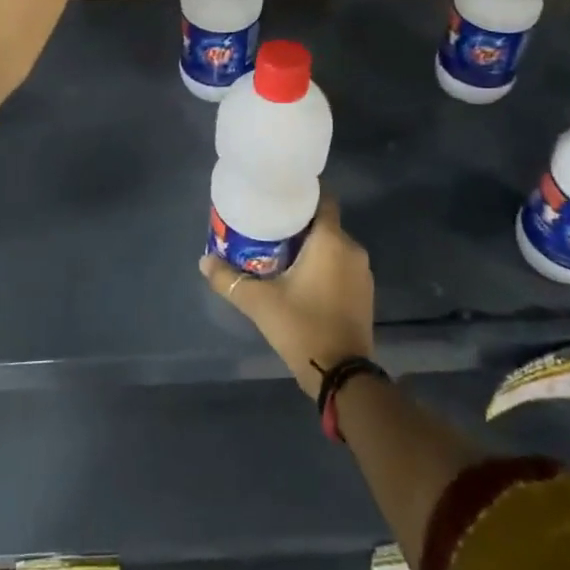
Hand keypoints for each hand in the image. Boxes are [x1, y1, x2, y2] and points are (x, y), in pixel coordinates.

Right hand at [200, 199, 374, 396]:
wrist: (342, 375)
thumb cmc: (302, 326)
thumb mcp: (259, 302)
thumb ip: (229, 279)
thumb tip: (203, 261)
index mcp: (331, 240)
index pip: (324, 199)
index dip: (304, 194)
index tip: (280, 196)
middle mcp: (352, 249)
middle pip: (325, 223)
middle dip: (300, 224)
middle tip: (271, 228)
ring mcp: (362, 273)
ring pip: (334, 246)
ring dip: (313, 247)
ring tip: (282, 253)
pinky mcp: (365, 294)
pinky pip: (342, 266)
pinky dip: (325, 266)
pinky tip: (303, 279)